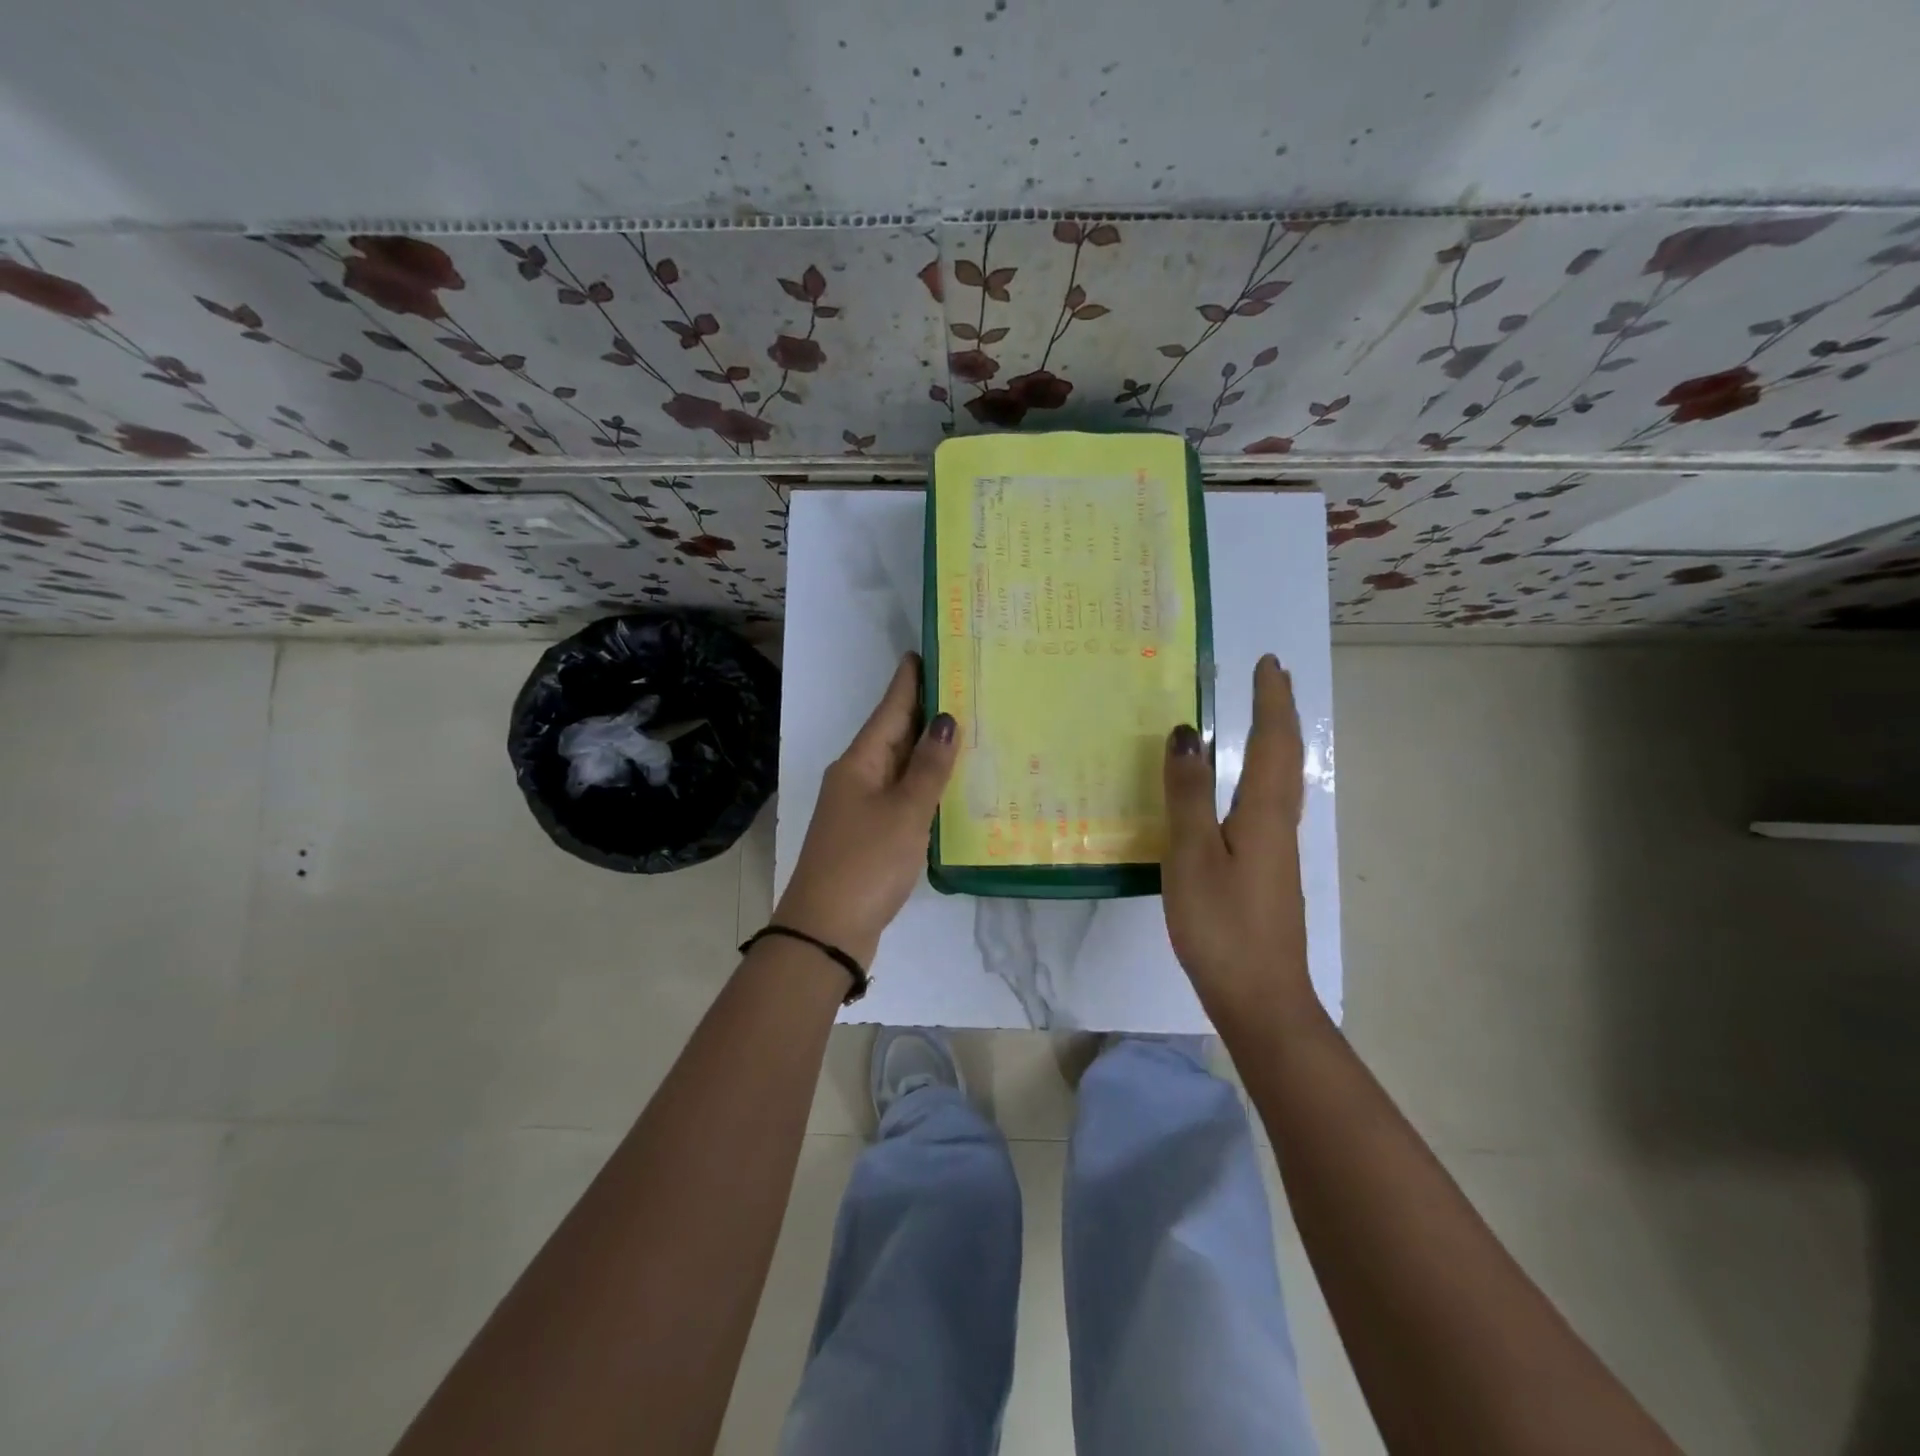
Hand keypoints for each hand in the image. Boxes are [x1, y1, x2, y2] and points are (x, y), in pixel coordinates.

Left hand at [774, 653, 957, 964]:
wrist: (826, 931)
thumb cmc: (866, 863)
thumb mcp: (904, 812)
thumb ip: (928, 768)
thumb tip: (946, 719)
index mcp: (860, 762)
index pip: (890, 709)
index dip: (909, 681)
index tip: (926, 651)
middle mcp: (857, 777)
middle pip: (894, 735)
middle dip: (926, 712)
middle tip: (965, 687)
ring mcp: (862, 808)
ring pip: (900, 767)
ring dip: (928, 750)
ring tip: (968, 729)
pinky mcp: (871, 835)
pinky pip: (902, 797)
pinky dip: (925, 786)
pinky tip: (950, 785)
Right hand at [1161, 654, 1316, 1023]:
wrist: (1261, 999)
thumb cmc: (1222, 925)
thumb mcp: (1192, 856)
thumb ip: (1188, 794)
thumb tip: (1188, 732)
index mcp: (1264, 814)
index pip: (1273, 743)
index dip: (1271, 701)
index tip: (1267, 662)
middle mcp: (1278, 825)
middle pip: (1286, 758)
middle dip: (1278, 714)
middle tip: (1267, 679)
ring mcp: (1275, 852)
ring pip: (1280, 782)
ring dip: (1272, 743)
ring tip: (1254, 719)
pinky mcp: (1266, 873)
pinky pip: (1265, 805)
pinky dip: (1257, 776)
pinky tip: (1237, 790)